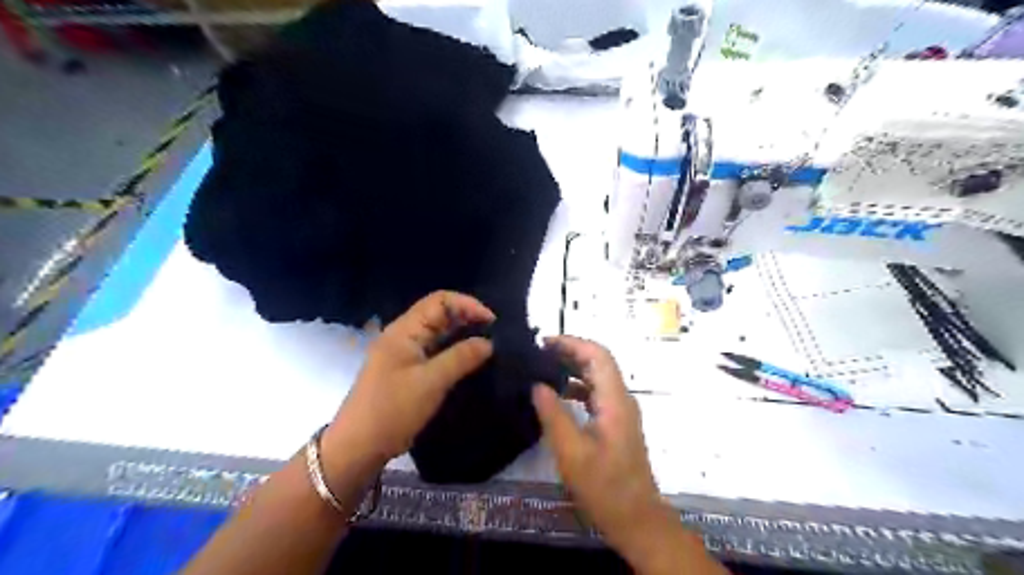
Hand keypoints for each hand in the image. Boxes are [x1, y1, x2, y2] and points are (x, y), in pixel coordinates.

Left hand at [324, 292, 492, 467]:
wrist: (357, 446)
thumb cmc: (392, 410)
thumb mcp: (430, 382)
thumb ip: (461, 358)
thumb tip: (489, 342)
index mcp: (404, 330)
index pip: (440, 300)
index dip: (468, 305)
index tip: (492, 322)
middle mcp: (403, 335)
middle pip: (439, 314)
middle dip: (467, 318)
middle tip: (494, 334)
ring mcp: (403, 353)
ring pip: (437, 333)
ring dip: (461, 335)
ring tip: (486, 346)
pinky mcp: (406, 370)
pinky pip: (434, 351)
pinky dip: (452, 351)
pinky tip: (468, 361)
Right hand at [536, 336, 673, 556]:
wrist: (637, 519)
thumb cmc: (605, 487)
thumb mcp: (572, 453)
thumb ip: (554, 415)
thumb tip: (537, 385)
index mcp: (615, 401)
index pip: (598, 356)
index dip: (573, 343)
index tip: (544, 343)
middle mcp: (622, 399)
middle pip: (599, 363)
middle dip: (570, 352)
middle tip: (538, 354)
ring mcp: (621, 411)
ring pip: (598, 377)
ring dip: (573, 368)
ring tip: (544, 370)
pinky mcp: (617, 423)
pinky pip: (597, 394)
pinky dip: (577, 387)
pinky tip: (558, 395)